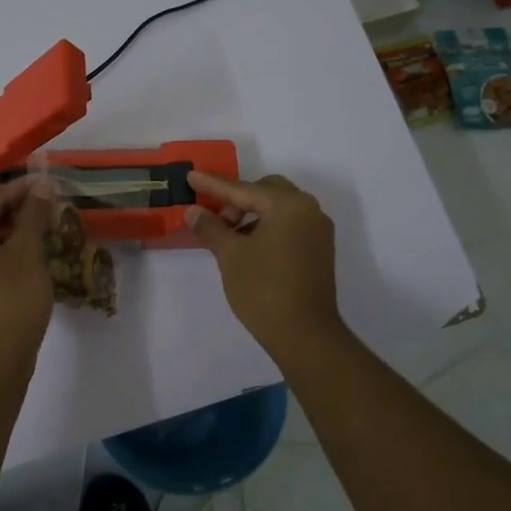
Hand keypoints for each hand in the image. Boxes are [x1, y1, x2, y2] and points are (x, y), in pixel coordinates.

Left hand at [0, 175, 54, 360]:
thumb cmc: (11, 299)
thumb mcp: (27, 251)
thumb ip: (33, 214)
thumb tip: (41, 184)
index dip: (22, 191)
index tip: (47, 183)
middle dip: (17, 213)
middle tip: (48, 206)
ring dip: (11, 234)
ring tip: (43, 228)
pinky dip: (1, 254)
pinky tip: (27, 254)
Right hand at [187, 171, 342, 358]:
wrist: (305, 334)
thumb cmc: (263, 289)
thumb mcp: (230, 255)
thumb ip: (211, 227)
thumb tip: (193, 211)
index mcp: (288, 205)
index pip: (243, 189)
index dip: (213, 185)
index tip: (191, 176)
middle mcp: (309, 210)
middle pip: (267, 191)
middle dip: (237, 199)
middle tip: (214, 216)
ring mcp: (318, 231)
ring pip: (279, 209)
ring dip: (253, 214)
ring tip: (229, 236)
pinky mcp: (320, 250)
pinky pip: (290, 225)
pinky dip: (268, 227)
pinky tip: (249, 247)